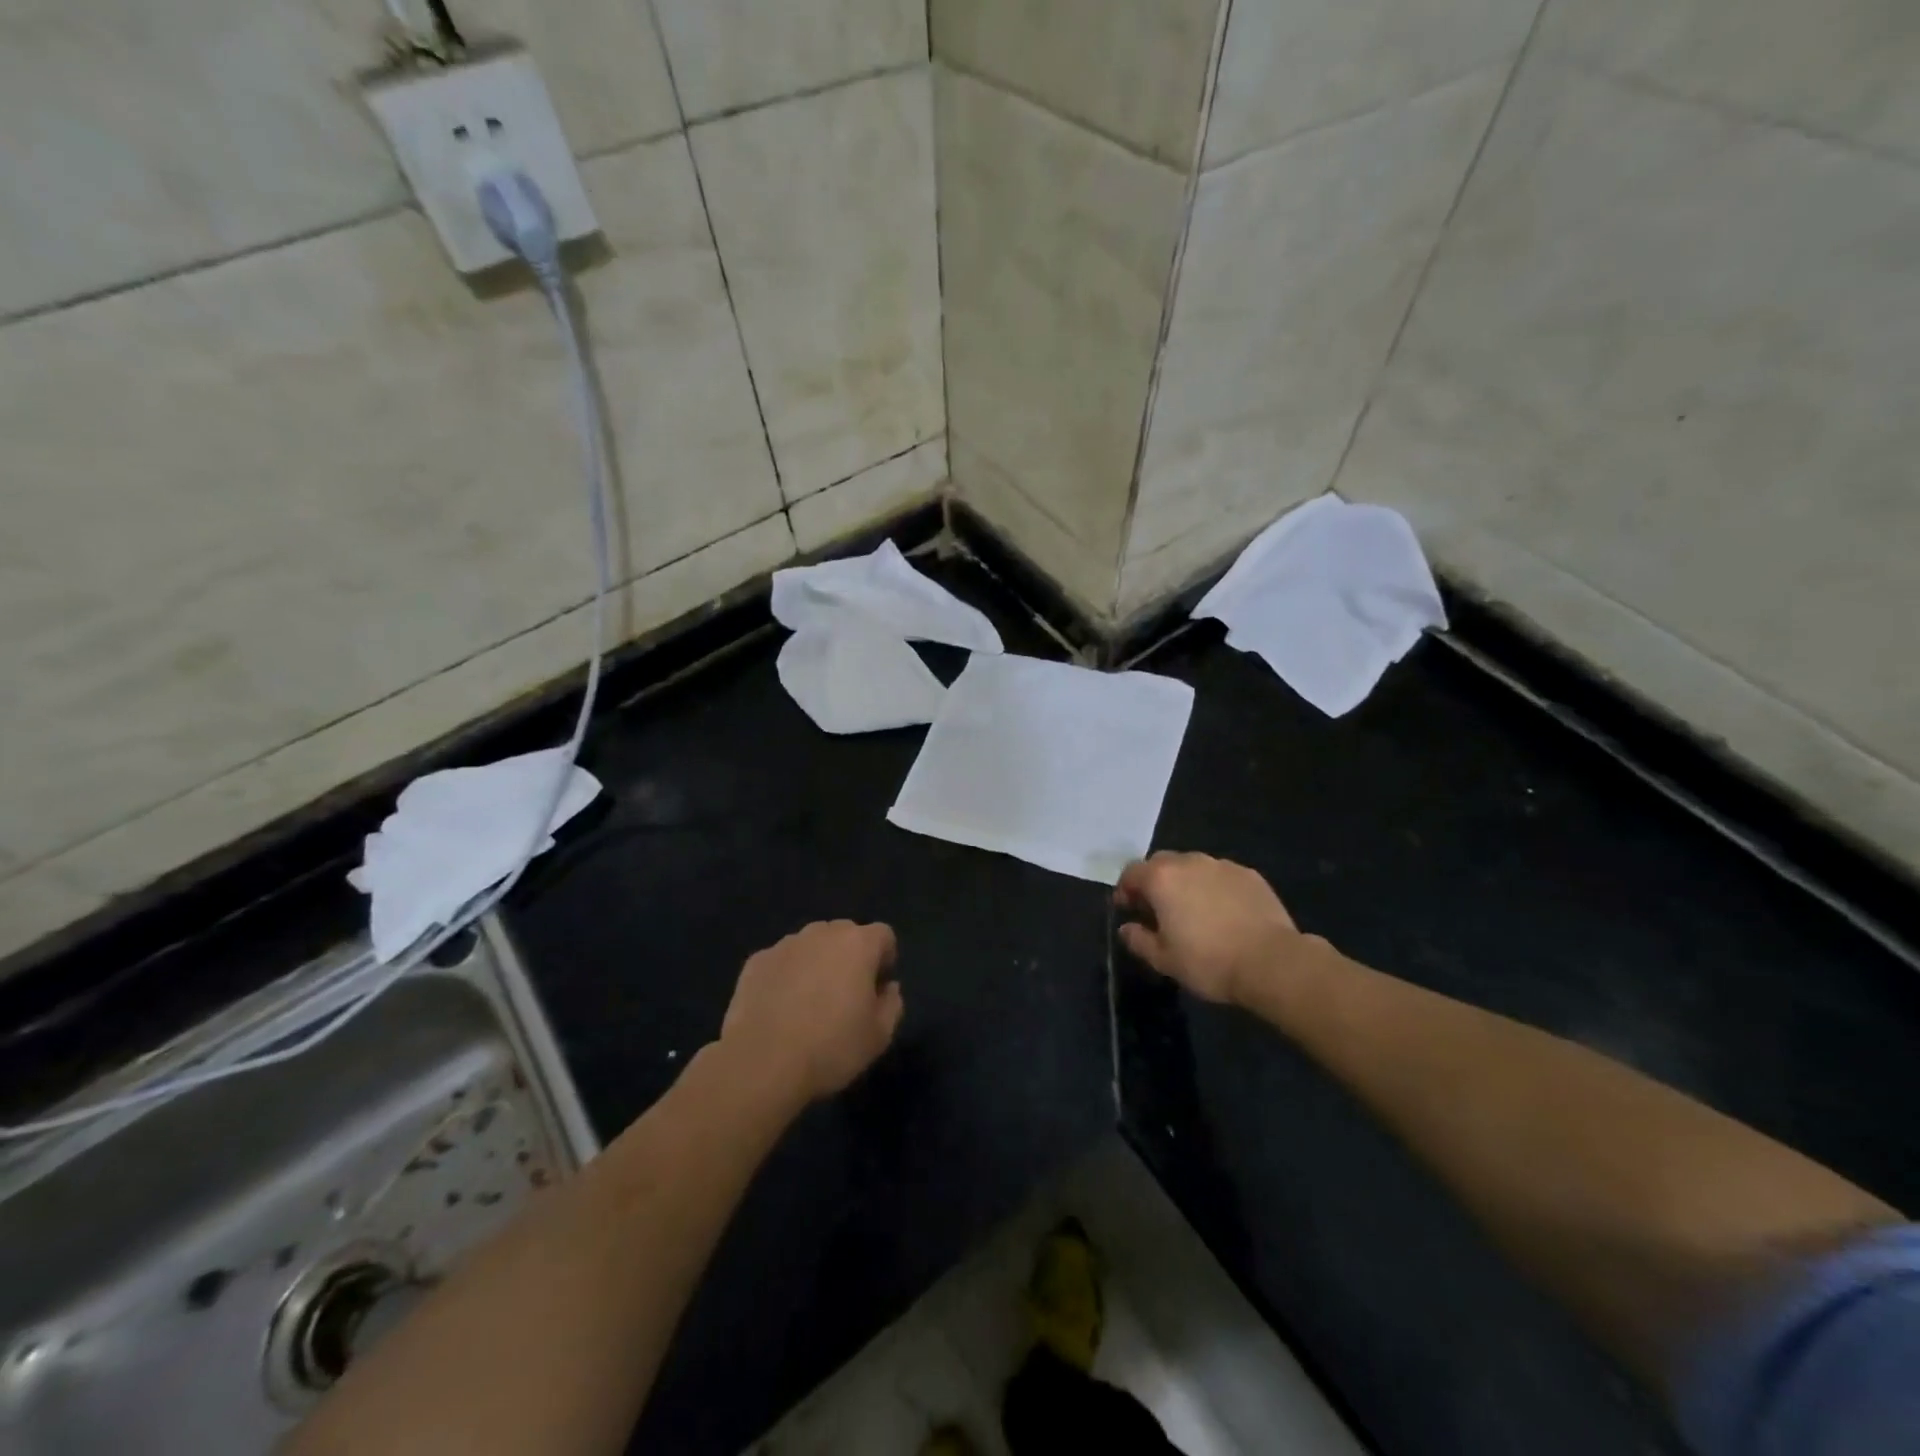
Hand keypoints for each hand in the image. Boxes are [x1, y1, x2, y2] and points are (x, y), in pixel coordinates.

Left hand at [720, 921, 903, 1104]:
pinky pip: (782, 961)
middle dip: (850, 957)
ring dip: (817, 963)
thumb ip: (892, 1004)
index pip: (883, 935)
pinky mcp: (756, 961)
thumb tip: (888, 988)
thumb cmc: (831, 1048)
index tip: (877, 989)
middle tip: (845, 996)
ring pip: (811, 945)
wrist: (762, 1064)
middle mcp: (822, 933)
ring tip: (809, 1003)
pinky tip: (780, 1008)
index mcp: (858, 944)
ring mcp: (785, 945)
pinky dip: (786, 976)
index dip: (885, 959)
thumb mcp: (879, 1036)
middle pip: (845, 934)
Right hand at [1114, 853, 1303, 1006]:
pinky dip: (1214, 887)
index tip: (1128, 910)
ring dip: (1185, 883)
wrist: (1272, 962)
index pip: (1131, 872)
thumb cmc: (1209, 961)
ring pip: (1193, 866)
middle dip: (1154, 882)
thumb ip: (1139, 940)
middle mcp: (1189, 862)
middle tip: (1158, 910)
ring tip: (1193, 911)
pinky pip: (1221, 875)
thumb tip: (1127, 928)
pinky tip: (1223, 913)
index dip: (1125, 890)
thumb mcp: (1164, 960)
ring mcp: (1222, 865)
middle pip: (1161, 863)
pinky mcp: (1249, 875)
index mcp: (1162, 878)